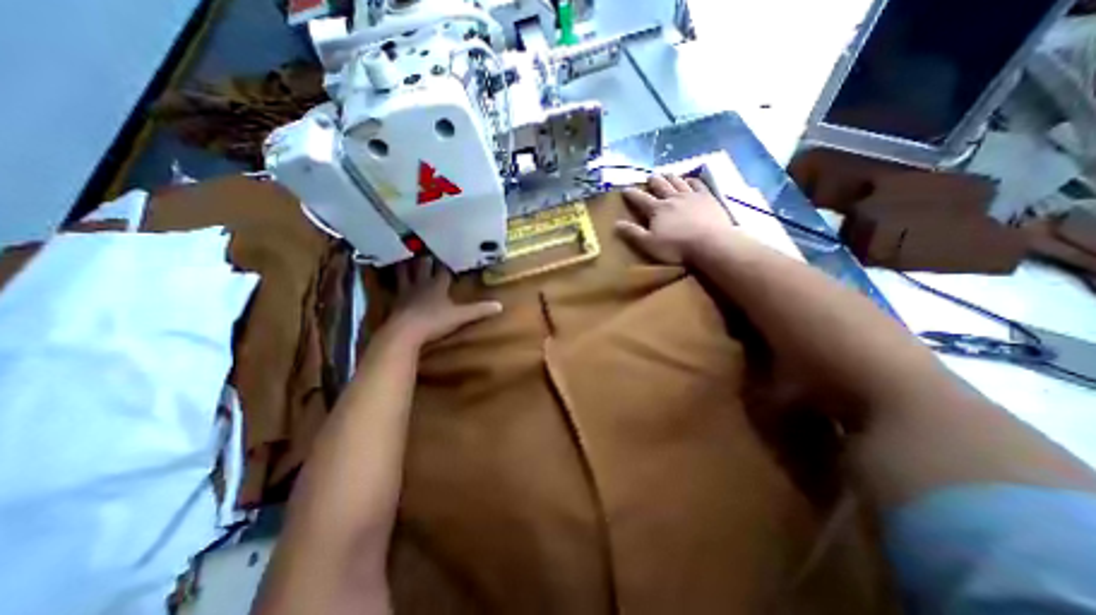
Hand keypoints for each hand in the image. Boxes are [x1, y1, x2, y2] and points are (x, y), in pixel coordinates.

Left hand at [382, 258, 499, 348]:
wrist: (405, 332)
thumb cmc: (434, 321)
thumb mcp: (460, 317)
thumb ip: (479, 310)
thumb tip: (500, 305)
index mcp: (437, 286)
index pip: (443, 270)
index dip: (445, 262)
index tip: (448, 251)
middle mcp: (420, 285)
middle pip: (422, 267)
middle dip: (424, 258)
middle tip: (424, 248)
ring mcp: (405, 293)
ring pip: (404, 274)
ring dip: (404, 265)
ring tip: (402, 257)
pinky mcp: (394, 303)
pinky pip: (392, 288)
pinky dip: (389, 282)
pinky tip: (386, 281)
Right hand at [614, 173, 734, 263]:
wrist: (710, 243)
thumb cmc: (676, 247)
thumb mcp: (648, 243)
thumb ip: (632, 233)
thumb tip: (616, 223)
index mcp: (657, 209)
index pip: (640, 199)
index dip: (631, 193)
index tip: (625, 189)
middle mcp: (672, 198)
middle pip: (660, 185)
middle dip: (653, 181)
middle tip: (649, 177)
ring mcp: (691, 196)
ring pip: (678, 181)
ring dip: (670, 177)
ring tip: (667, 174)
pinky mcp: (707, 198)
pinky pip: (698, 184)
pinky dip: (691, 180)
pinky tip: (690, 180)